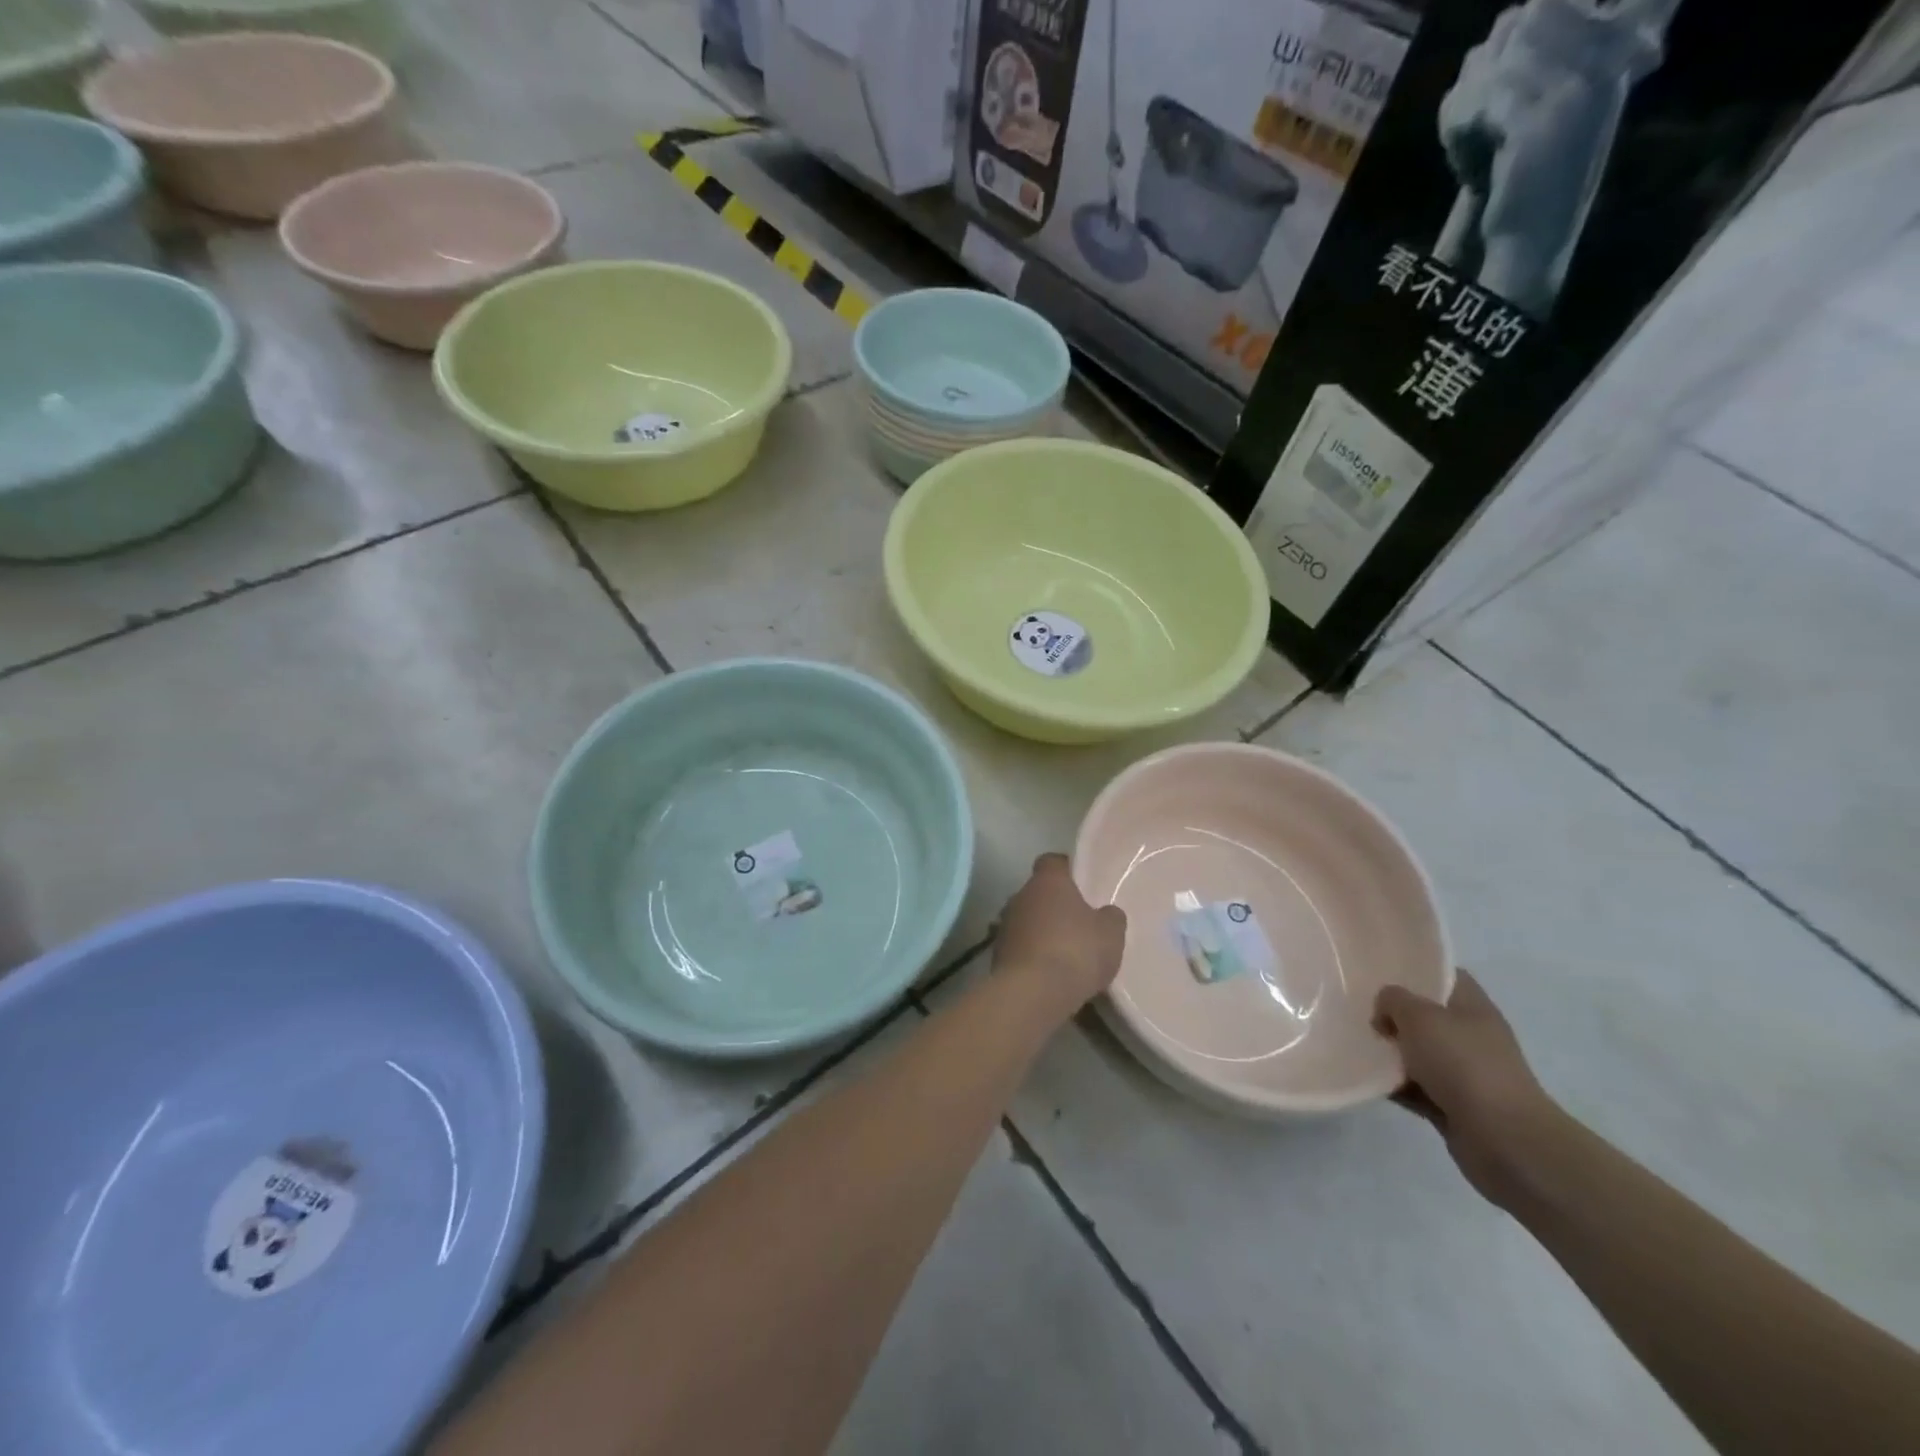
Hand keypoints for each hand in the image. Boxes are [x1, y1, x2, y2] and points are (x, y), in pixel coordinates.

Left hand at [994, 854, 1126, 1014]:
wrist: (1033, 993)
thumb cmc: (1076, 951)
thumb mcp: (1111, 934)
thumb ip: (1110, 917)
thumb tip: (1106, 913)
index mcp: (1047, 881)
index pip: (1052, 861)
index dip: (1066, 870)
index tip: (1081, 884)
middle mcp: (1020, 895)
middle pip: (1038, 892)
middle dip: (1054, 905)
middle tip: (1077, 924)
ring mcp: (1004, 925)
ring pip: (1026, 920)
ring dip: (1041, 931)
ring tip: (1064, 954)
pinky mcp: (996, 954)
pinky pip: (1019, 947)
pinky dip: (1031, 955)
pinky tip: (1048, 974)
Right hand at [1374, 971, 1562, 1206]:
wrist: (1505, 1141)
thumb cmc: (1464, 1065)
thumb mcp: (1418, 1016)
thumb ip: (1393, 1000)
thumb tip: (1385, 1012)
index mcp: (1472, 1007)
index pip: (1443, 975)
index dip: (1413, 969)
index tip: (1377, 970)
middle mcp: (1471, 1036)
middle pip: (1426, 1014)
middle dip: (1392, 1012)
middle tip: (1357, 1007)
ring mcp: (1464, 1073)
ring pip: (1417, 1052)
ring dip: (1390, 1051)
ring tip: (1354, 1042)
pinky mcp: (1454, 1105)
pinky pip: (1414, 1087)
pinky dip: (1393, 1085)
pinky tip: (1366, 1080)